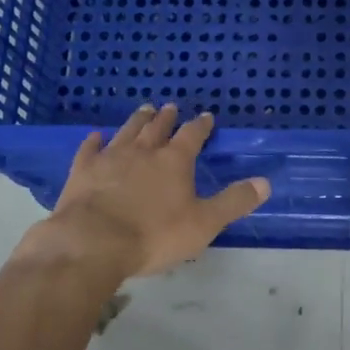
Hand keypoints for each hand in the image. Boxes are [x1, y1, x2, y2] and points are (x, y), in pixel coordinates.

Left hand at [17, 105, 270, 280]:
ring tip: (144, 110)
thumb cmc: (154, 235)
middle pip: (157, 128)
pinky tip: (96, 136)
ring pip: (127, 131)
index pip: (192, 135)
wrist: (94, 242)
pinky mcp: (83, 170)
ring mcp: (110, 158)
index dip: (200, 126)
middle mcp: (144, 151)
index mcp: (174, 161)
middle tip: (169, 106)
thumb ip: (233, 202)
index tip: (205, 116)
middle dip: (166, 117)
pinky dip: (95, 141)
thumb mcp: (204, 223)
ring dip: (137, 120)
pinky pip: (90, 149)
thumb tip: (265, 182)